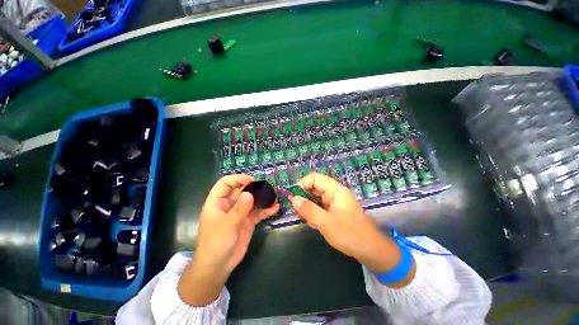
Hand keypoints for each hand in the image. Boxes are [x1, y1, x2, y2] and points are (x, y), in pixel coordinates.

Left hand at [178, 175, 278, 305]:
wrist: (219, 266)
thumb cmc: (217, 243)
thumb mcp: (228, 224)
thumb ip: (240, 208)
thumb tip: (250, 193)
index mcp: (218, 202)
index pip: (225, 183)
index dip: (237, 179)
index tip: (251, 180)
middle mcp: (229, 205)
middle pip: (241, 190)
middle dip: (253, 187)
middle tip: (266, 186)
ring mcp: (239, 213)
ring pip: (251, 200)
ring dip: (261, 197)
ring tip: (273, 194)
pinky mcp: (247, 221)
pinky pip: (258, 212)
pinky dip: (266, 210)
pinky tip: (276, 207)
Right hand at [291, 173, 414, 285]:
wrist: (371, 250)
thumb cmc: (349, 234)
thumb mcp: (325, 222)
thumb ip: (308, 210)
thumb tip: (293, 199)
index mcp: (335, 189)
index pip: (314, 178)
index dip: (302, 184)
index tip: (293, 198)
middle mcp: (334, 192)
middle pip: (314, 187)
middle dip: (303, 197)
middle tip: (296, 211)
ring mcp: (334, 201)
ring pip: (315, 197)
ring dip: (307, 207)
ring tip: (304, 219)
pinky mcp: (334, 210)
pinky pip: (320, 206)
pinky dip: (313, 212)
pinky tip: (313, 223)